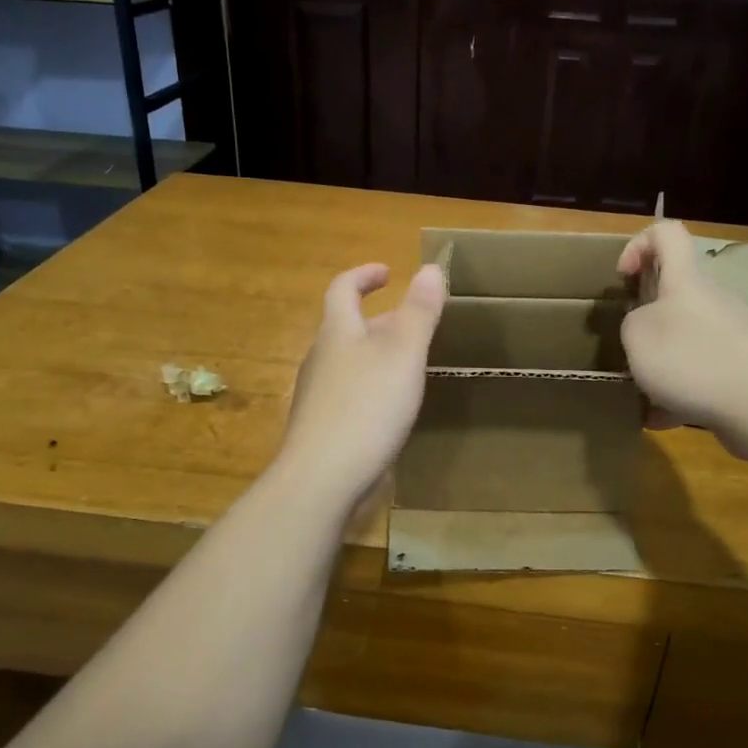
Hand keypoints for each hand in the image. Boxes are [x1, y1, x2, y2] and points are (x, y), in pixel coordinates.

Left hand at [275, 262, 446, 510]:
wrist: (322, 479)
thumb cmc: (366, 408)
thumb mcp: (403, 354)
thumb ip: (418, 312)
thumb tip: (429, 268)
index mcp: (337, 333)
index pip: (342, 289)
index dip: (364, 275)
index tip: (388, 272)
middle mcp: (321, 359)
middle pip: (347, 327)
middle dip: (379, 320)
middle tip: (413, 324)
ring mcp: (317, 396)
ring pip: (349, 363)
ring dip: (376, 356)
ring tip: (409, 366)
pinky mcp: (322, 429)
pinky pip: (349, 395)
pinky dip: (372, 389)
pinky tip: (392, 411)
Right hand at [617, 221, 747, 444]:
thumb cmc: (691, 359)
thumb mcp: (637, 336)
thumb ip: (632, 323)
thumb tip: (644, 325)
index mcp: (686, 280)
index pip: (667, 233)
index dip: (638, 244)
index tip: (623, 277)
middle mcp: (713, 298)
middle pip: (676, 290)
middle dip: (646, 316)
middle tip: (628, 345)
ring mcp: (732, 333)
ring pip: (687, 336)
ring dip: (661, 360)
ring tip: (643, 392)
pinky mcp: (743, 367)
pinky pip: (702, 372)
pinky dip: (679, 391)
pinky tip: (663, 418)